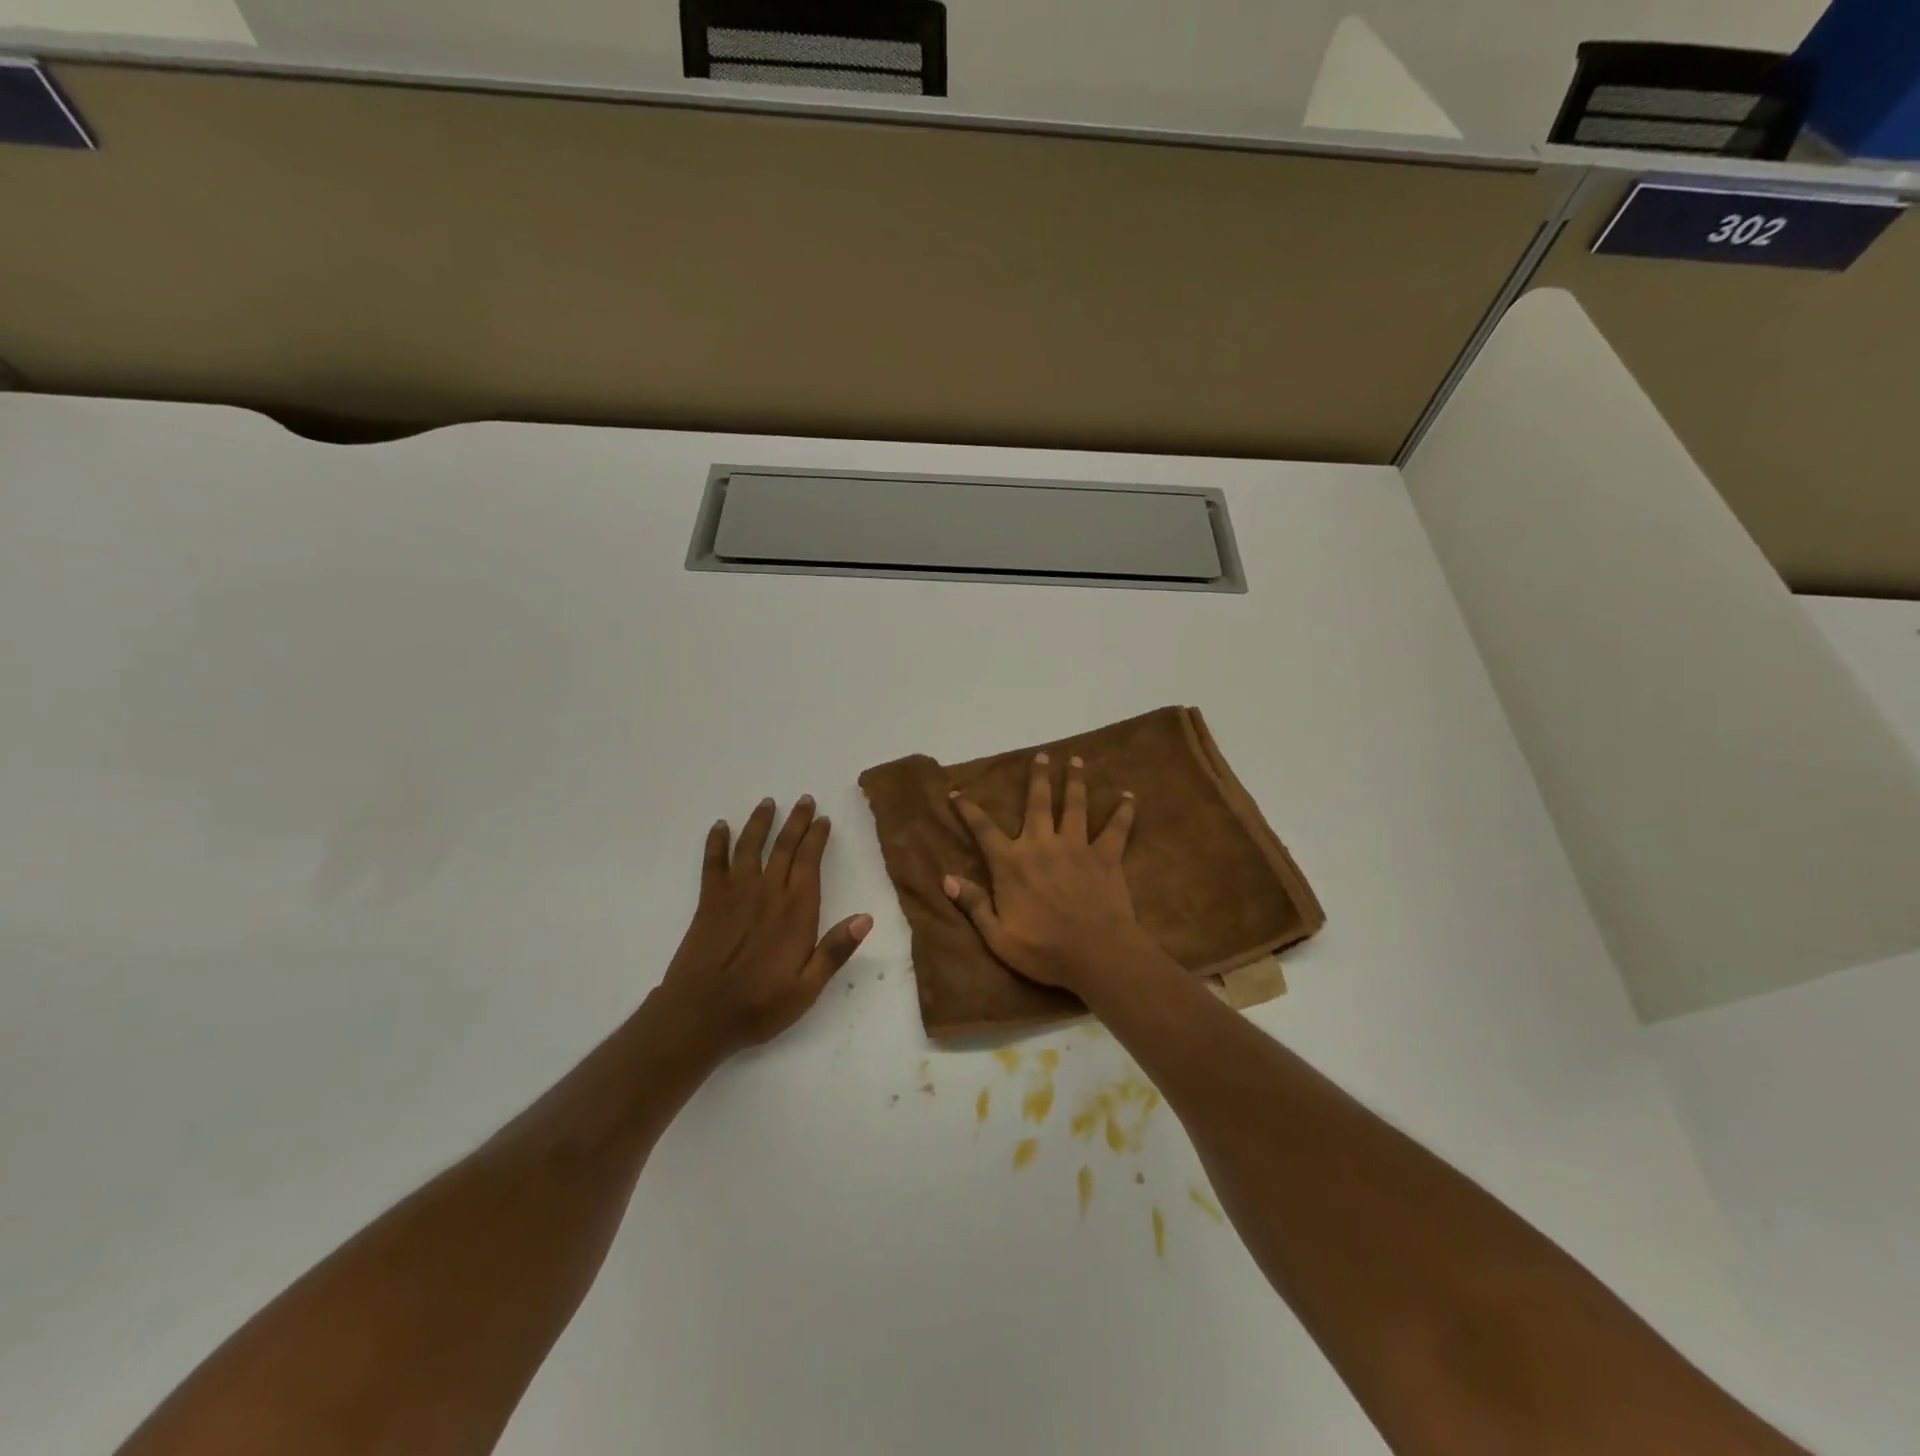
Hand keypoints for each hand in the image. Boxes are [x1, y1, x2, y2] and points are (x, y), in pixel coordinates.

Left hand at [658, 796, 871, 1055]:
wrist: (699, 1016)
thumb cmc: (759, 1006)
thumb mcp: (807, 988)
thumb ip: (835, 951)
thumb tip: (866, 917)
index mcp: (795, 912)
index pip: (810, 863)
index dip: (817, 838)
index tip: (823, 819)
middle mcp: (767, 893)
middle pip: (784, 848)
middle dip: (796, 822)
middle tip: (805, 800)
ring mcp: (735, 895)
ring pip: (750, 847)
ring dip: (760, 823)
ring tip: (768, 803)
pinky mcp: (708, 902)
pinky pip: (713, 864)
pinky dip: (716, 842)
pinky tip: (720, 827)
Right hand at [944, 753, 1151, 992]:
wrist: (1096, 954)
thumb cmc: (1043, 950)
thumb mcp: (997, 936)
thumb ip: (973, 904)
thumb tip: (946, 879)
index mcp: (1011, 863)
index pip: (983, 829)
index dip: (967, 809)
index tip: (957, 791)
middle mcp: (1042, 845)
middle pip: (1037, 802)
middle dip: (1037, 777)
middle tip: (1041, 755)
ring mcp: (1076, 847)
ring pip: (1075, 805)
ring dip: (1075, 781)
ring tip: (1076, 761)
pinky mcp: (1106, 856)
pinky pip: (1116, 828)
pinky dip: (1123, 810)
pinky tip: (1129, 795)